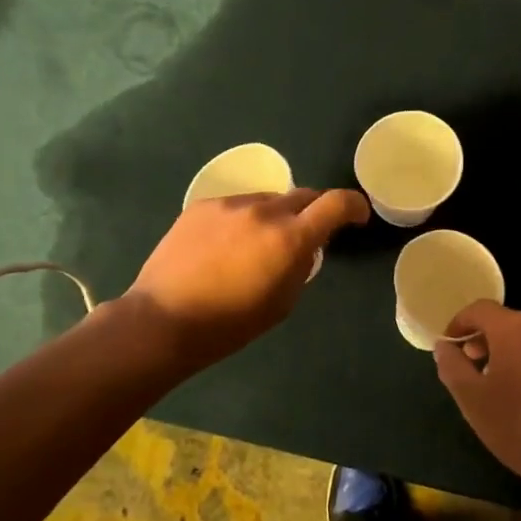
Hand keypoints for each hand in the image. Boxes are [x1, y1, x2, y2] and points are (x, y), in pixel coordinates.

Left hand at [125, 188, 367, 369]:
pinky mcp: (202, 206)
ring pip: (267, 200)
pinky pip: (236, 205)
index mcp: (290, 238)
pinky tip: (225, 246)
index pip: (336, 204)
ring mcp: (230, 205)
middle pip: (304, 196)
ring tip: (257, 245)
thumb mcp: (282, 303)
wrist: (163, 319)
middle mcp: (264, 211)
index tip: (357, 216)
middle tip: (306, 235)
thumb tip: (303, 248)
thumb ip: (301, 267)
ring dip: (275, 216)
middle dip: (314, 212)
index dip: (354, 206)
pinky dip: (243, 220)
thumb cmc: (230, 324)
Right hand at [433, 302, 520, 495]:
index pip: (480, 309)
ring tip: (516, 387)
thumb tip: (445, 345)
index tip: (453, 346)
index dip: (461, 324)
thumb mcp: (471, 400)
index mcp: (516, 328)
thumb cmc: (519, 428)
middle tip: (480, 372)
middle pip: (511, 323)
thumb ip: (451, 365)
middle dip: (491, 342)